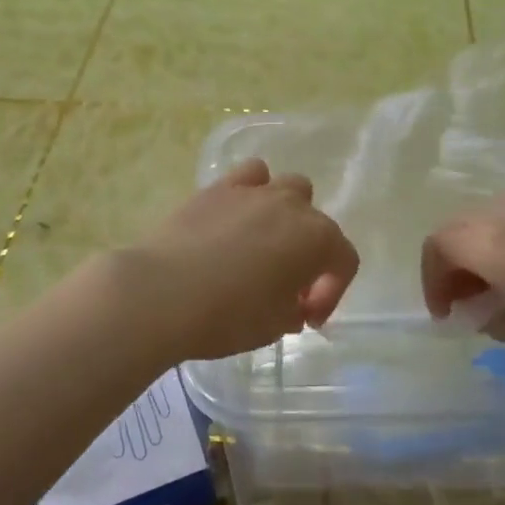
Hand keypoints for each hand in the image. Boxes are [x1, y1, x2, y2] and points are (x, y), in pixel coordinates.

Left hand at [120, 159, 360, 362]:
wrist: (162, 293)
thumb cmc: (228, 315)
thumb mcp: (274, 327)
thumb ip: (293, 310)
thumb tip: (292, 304)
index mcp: (317, 239)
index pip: (343, 261)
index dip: (331, 293)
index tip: (308, 320)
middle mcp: (291, 206)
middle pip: (317, 222)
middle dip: (309, 252)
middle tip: (287, 286)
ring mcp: (252, 191)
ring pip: (285, 187)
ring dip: (285, 213)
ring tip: (263, 243)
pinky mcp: (216, 188)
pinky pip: (247, 177)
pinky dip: (249, 193)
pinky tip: (234, 220)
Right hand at [420, 197, 504, 377]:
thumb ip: (498, 320)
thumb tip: (481, 312)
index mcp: (498, 241)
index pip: (440, 244)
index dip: (432, 279)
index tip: (446, 314)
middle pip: (465, 225)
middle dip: (456, 261)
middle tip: (467, 301)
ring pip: (499, 219)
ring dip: (488, 250)